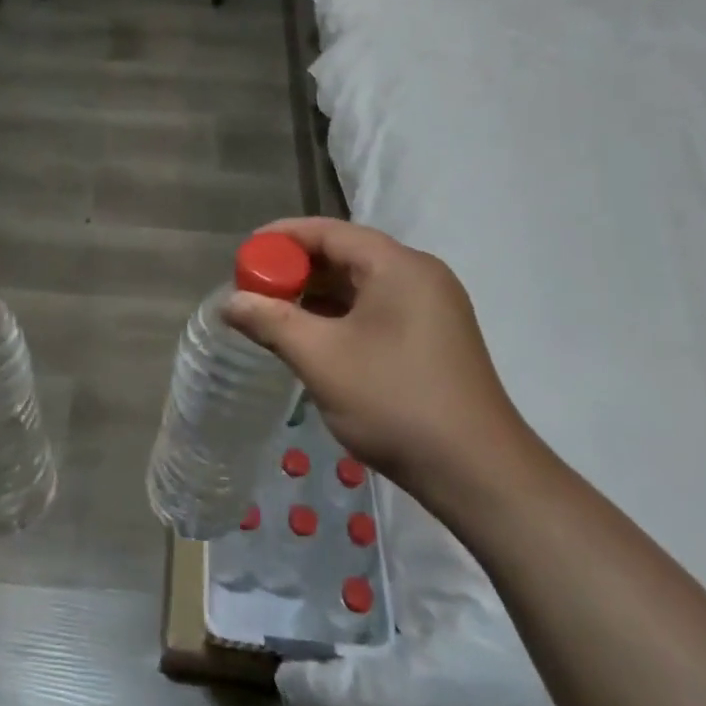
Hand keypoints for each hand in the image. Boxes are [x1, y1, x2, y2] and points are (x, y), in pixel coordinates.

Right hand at [223, 218, 536, 511]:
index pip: (328, 231)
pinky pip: (375, 309)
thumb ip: (270, 322)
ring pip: (359, 285)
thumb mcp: (321, 358)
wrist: (477, 474)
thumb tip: (228, 303)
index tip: (243, 255)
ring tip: (272, 314)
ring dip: (315, 295)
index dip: (281, 238)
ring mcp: (431, 308)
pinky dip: (339, 316)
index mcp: (398, 266)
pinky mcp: (433, 338)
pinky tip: (310, 338)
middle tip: (252, 289)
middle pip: (345, 255)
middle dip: (295, 269)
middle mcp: (418, 276)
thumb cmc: (394, 401)